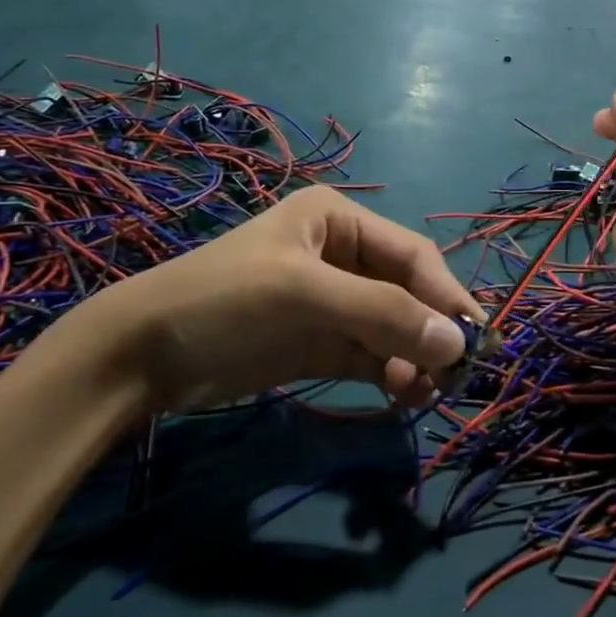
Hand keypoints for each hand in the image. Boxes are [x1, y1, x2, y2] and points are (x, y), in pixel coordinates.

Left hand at [79, 188, 482, 411]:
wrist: (141, 356)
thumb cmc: (225, 300)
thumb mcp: (304, 295)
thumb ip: (383, 314)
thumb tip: (457, 343)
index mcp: (340, 220)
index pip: (412, 255)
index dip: (445, 295)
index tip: (474, 339)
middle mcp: (343, 255)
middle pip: (407, 292)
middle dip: (432, 330)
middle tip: (459, 374)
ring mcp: (332, 303)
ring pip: (394, 327)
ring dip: (415, 357)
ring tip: (427, 393)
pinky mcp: (320, 343)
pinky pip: (373, 355)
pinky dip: (393, 374)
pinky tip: (404, 396)